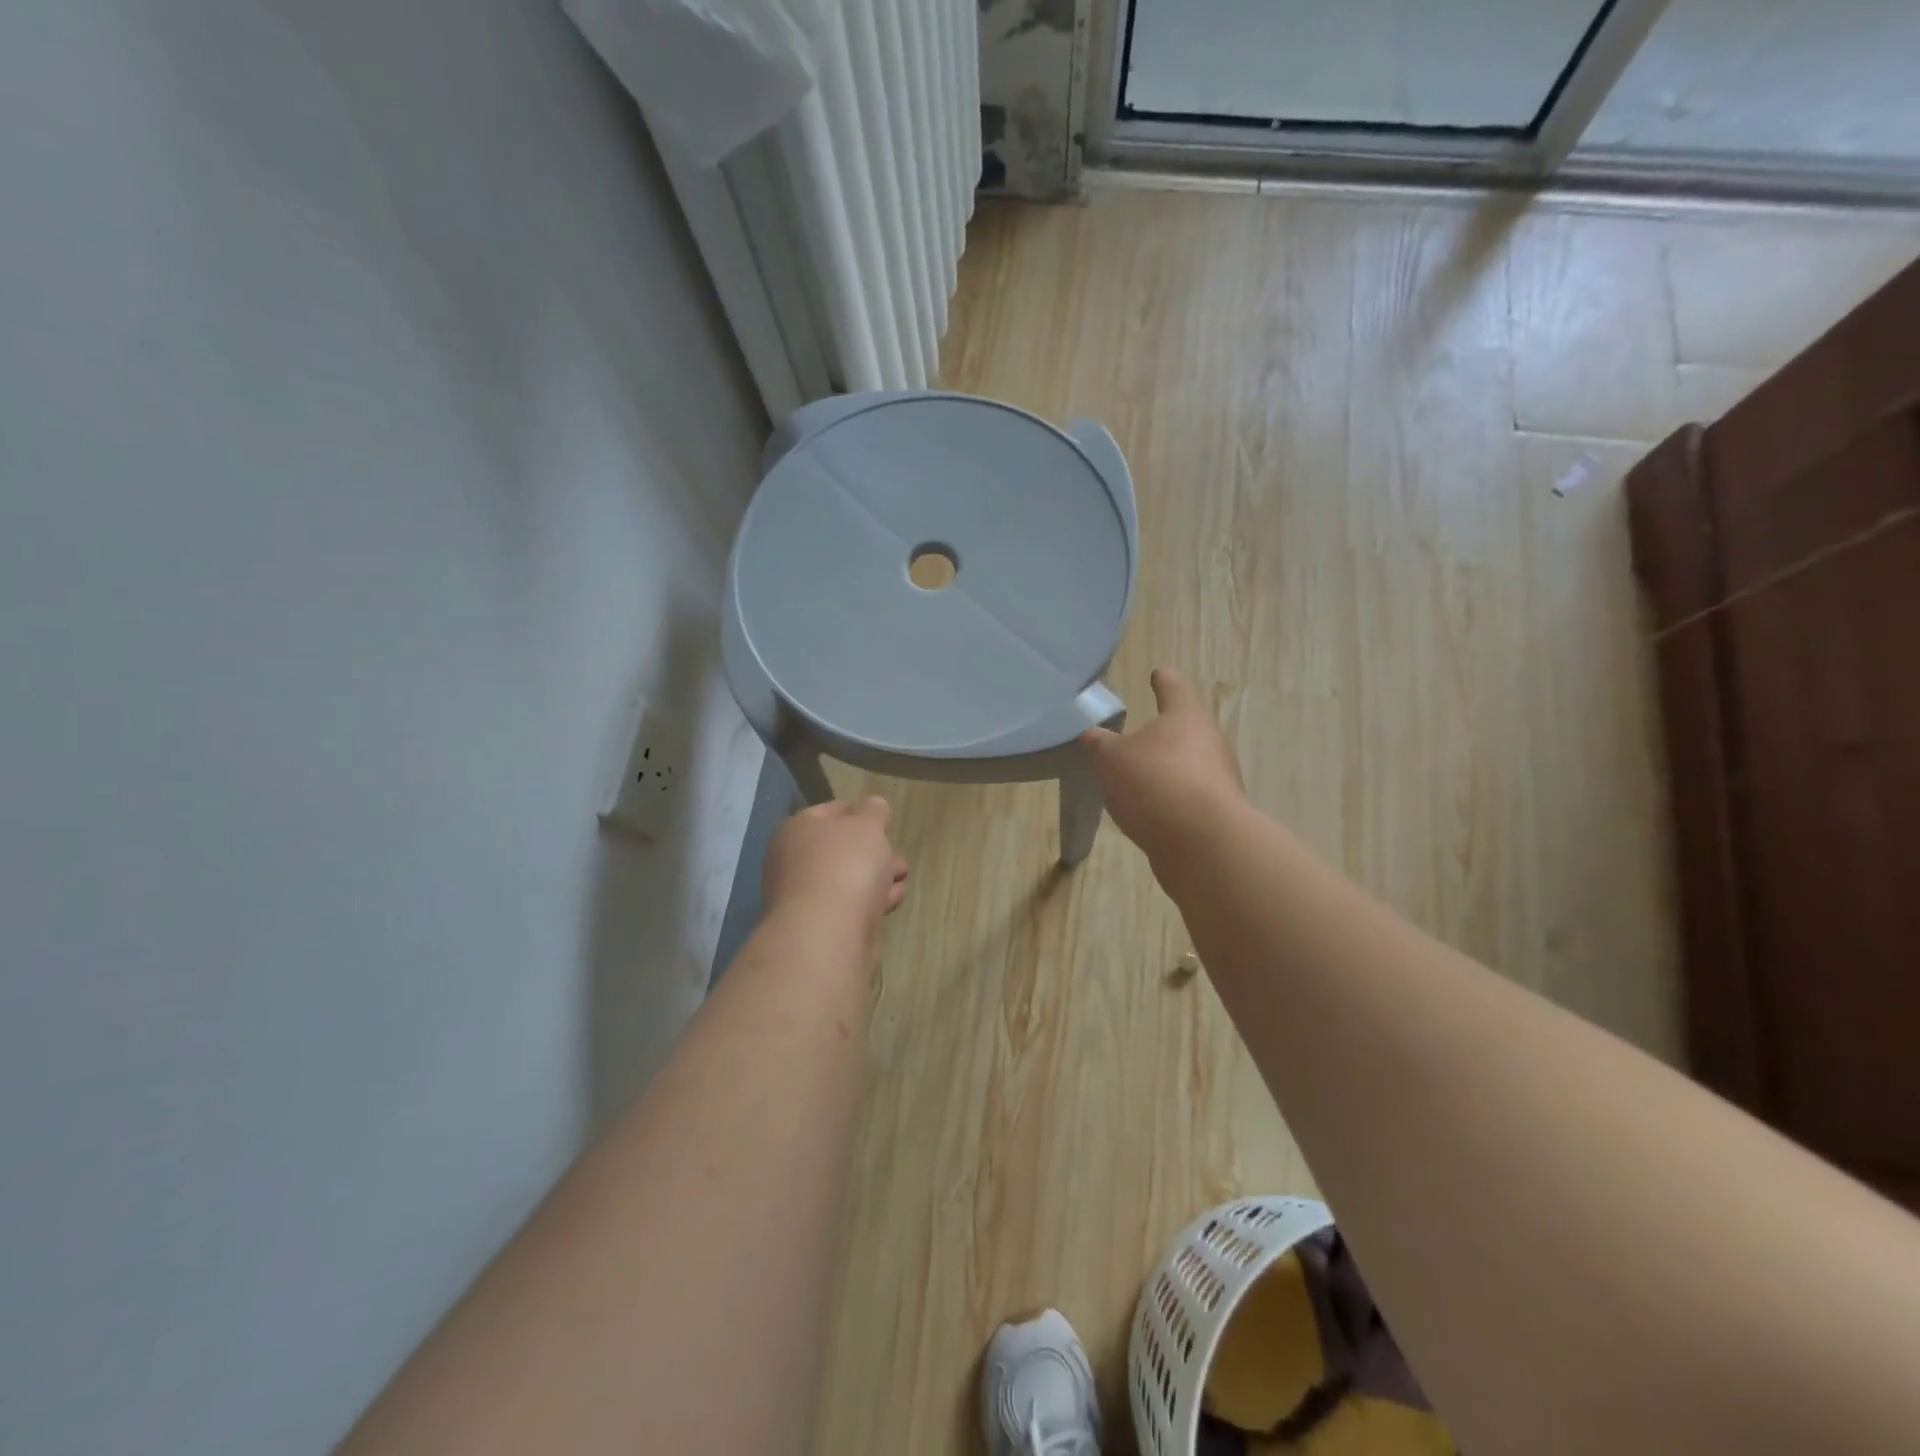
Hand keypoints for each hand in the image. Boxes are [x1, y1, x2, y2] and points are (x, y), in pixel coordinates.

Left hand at [761, 797, 909, 933]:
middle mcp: (793, 860)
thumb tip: (873, 805)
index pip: (832, 811)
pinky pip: (850, 906)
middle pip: (842, 849)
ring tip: (900, 882)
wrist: (827, 934)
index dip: (861, 813)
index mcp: (798, 830)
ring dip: (877, 878)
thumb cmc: (845, 866)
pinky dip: (870, 903)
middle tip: (896, 858)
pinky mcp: (819, 926)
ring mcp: (803, 897)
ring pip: (849, 878)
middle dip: (875, 852)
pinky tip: (889, 903)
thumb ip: (873, 811)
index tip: (885, 824)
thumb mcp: (867, 826)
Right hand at [1080, 667, 1245, 862]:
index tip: (1157, 674)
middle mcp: (1210, 742)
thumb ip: (1100, 744)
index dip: (1163, 680)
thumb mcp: (1111, 759)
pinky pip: (1188, 798)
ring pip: (1188, 766)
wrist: (1204, 844)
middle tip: (1133, 739)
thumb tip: (1093, 735)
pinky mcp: (1218, 814)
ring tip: (1134, 782)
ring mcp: (1219, 780)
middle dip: (1162, 733)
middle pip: (1185, 729)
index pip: (1174, 686)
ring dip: (1165, 770)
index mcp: (1186, 717)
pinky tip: (1149, 813)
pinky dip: (1170, 801)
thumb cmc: (1155, 783)